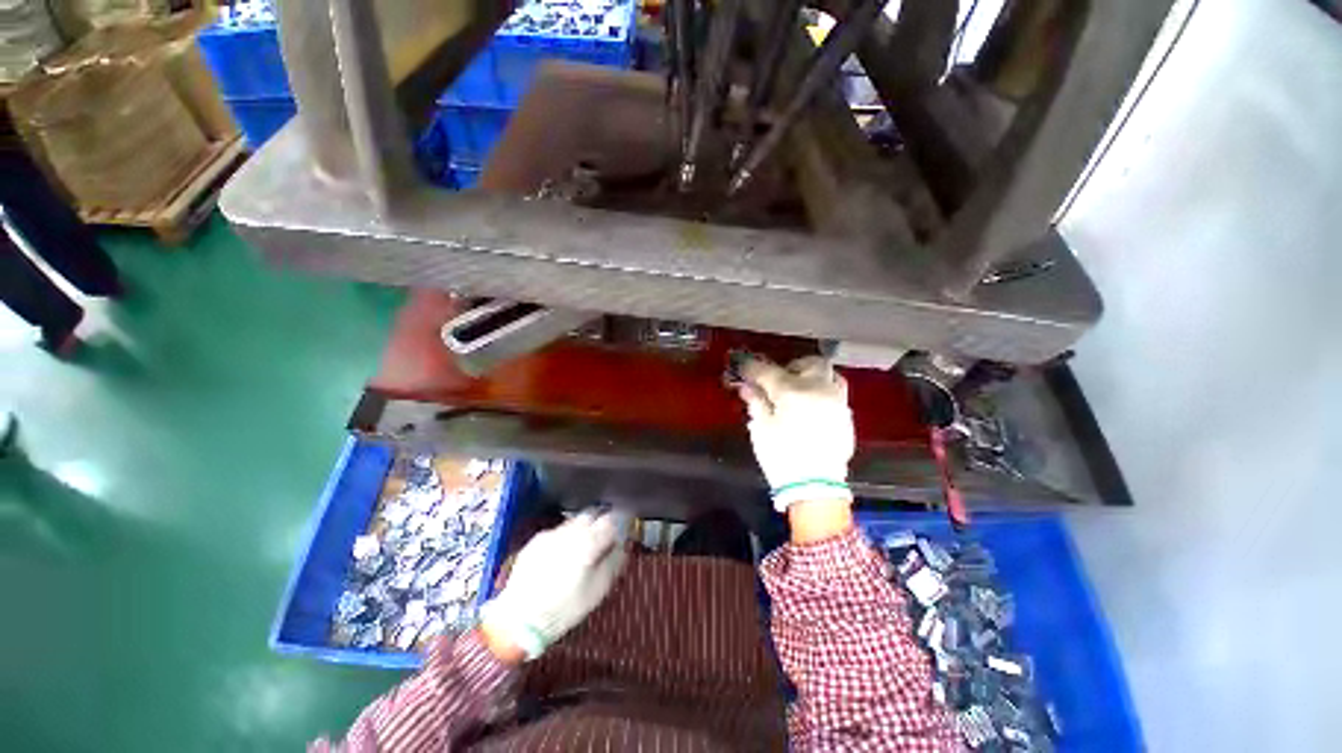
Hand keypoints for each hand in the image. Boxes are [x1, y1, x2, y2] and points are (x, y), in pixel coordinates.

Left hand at [478, 510, 626, 659]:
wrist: (518, 619)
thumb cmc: (564, 608)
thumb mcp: (598, 590)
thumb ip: (614, 561)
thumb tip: (622, 545)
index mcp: (589, 542)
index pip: (612, 518)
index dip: (621, 520)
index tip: (624, 527)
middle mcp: (571, 531)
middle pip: (592, 513)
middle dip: (601, 520)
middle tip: (604, 535)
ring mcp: (552, 533)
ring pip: (574, 521)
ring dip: (583, 528)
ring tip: (583, 546)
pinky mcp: (536, 539)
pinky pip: (557, 531)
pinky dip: (565, 537)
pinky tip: (561, 555)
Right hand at [737, 355, 855, 512]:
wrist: (815, 488)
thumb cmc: (782, 458)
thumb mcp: (761, 429)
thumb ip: (756, 402)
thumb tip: (748, 387)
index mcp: (792, 393)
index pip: (768, 371)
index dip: (753, 367)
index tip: (743, 366)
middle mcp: (819, 390)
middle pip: (809, 363)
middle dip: (791, 366)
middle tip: (778, 378)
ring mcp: (837, 402)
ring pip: (829, 374)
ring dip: (812, 375)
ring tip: (799, 388)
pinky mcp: (846, 416)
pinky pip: (836, 392)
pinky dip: (822, 391)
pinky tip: (811, 406)